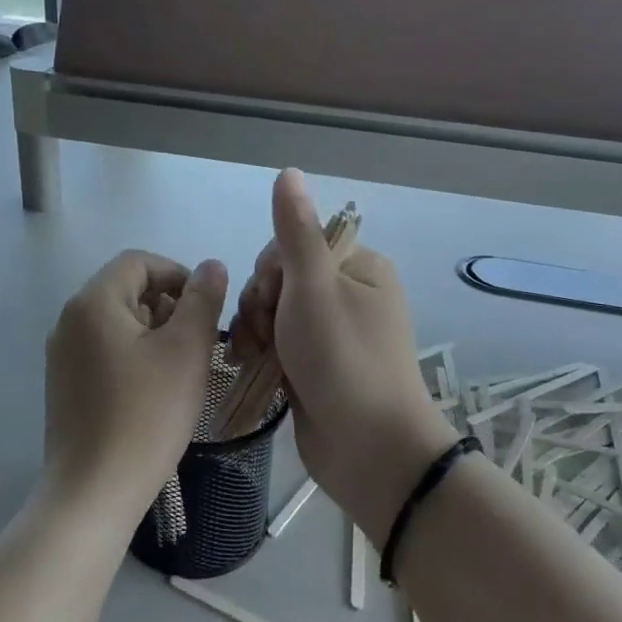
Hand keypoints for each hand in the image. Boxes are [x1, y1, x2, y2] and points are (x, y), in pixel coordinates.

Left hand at [43, 250, 228, 531]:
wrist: (93, 491)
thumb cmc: (146, 415)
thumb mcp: (186, 351)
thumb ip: (202, 300)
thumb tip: (210, 266)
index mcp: (93, 302)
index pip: (138, 262)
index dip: (177, 273)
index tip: (206, 306)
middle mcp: (69, 320)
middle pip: (125, 289)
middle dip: (167, 304)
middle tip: (199, 341)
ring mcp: (62, 354)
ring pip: (116, 321)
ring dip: (153, 330)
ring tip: (181, 366)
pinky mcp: (64, 384)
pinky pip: (103, 349)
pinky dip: (133, 354)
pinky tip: (154, 389)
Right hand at [232, 171, 458, 543]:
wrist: (368, 450)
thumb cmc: (342, 360)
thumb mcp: (314, 287)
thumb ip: (296, 230)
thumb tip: (288, 171)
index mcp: (359, 267)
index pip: (295, 245)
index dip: (271, 269)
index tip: (271, 299)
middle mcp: (350, 295)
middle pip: (281, 279)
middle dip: (262, 305)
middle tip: (265, 335)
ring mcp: (334, 334)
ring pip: (275, 314)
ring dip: (258, 332)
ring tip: (258, 359)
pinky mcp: (319, 367)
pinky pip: (280, 345)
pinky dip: (264, 354)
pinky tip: (253, 369)